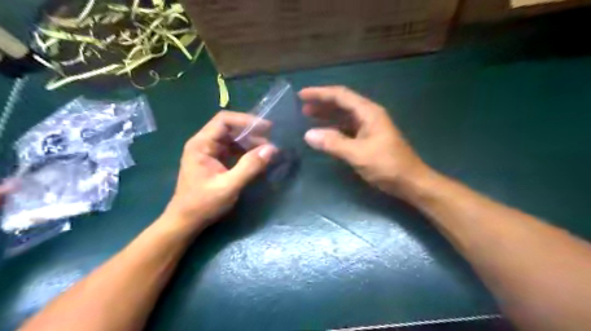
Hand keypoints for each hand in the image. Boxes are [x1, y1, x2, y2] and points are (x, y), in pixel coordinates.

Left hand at [163, 112, 276, 231]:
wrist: (186, 221)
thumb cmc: (203, 204)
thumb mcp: (229, 186)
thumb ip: (249, 167)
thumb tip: (271, 149)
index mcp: (201, 144)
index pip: (224, 121)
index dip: (246, 120)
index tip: (266, 128)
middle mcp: (204, 144)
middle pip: (229, 128)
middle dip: (250, 133)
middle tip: (270, 142)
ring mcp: (209, 152)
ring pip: (232, 139)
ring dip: (250, 143)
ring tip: (266, 151)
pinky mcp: (215, 161)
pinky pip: (232, 150)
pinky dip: (245, 152)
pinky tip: (257, 159)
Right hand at [301, 86, 429, 198]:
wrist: (410, 182)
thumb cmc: (387, 166)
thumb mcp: (358, 154)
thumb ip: (333, 143)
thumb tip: (308, 134)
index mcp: (368, 112)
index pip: (341, 95)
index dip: (320, 93)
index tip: (301, 95)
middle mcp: (369, 115)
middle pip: (342, 103)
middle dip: (322, 103)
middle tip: (302, 107)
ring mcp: (369, 127)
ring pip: (344, 116)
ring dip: (327, 115)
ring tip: (308, 116)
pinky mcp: (368, 139)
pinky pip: (347, 129)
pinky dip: (334, 129)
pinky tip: (324, 133)